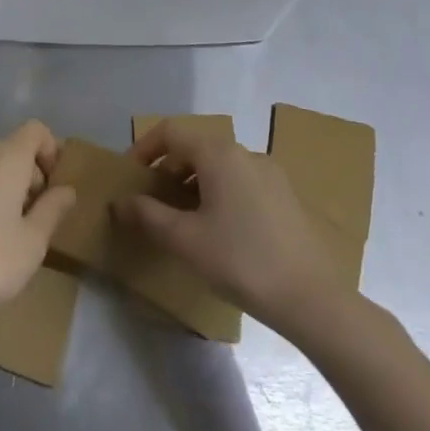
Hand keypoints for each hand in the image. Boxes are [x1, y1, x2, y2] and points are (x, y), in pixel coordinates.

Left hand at [0, 120, 77, 344]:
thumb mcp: (32, 243)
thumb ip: (53, 210)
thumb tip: (66, 189)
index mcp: (4, 158)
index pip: (35, 130)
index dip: (52, 151)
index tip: (54, 188)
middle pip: (11, 151)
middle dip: (29, 177)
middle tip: (34, 220)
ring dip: (3, 190)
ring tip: (6, 234)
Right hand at [115, 121, 341, 333]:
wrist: (311, 298)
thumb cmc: (240, 260)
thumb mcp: (184, 240)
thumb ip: (147, 215)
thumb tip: (119, 202)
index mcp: (219, 154)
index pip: (171, 132)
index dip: (144, 149)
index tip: (130, 177)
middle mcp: (245, 153)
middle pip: (195, 147)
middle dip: (168, 169)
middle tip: (152, 202)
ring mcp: (269, 174)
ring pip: (218, 166)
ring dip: (192, 182)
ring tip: (181, 218)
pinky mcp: (284, 196)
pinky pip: (240, 181)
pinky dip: (217, 192)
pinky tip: (216, 229)